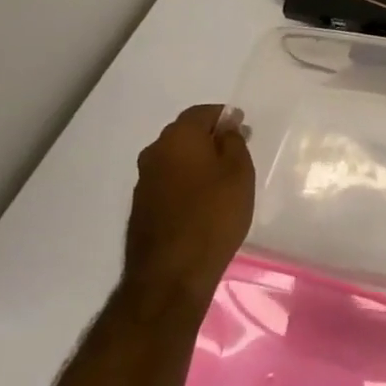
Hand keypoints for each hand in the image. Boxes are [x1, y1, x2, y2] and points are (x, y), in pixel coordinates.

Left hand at [125, 104, 255, 308]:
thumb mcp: (239, 173)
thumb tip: (226, 126)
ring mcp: (144, 181)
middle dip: (210, 138)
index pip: (202, 113)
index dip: (224, 116)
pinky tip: (204, 200)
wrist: (172, 272)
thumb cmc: (214, 215)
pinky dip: (187, 181)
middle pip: (185, 134)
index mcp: (178, 138)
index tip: (243, 128)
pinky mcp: (142, 206)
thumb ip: (233, 142)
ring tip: (223, 179)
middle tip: (237, 153)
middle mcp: (154, 153)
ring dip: (197, 161)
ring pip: (175, 159)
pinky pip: (169, 181)